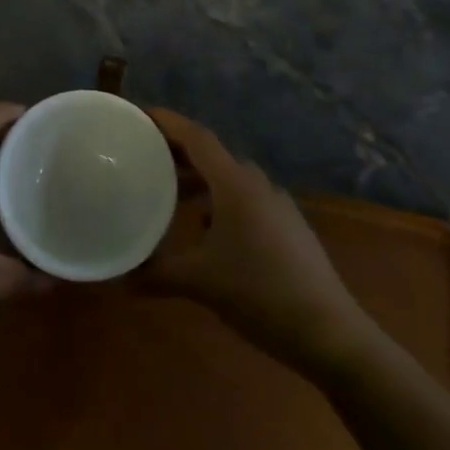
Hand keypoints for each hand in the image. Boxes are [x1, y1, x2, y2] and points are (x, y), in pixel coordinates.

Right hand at [141, 109, 380, 368]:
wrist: (330, 334)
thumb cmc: (260, 294)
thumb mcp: (199, 283)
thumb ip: (156, 274)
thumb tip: (119, 277)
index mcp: (236, 185)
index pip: (196, 137)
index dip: (167, 122)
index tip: (139, 115)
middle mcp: (258, 185)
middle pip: (212, 155)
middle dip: (178, 152)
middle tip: (144, 156)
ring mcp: (278, 206)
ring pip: (230, 179)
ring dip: (199, 180)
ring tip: (169, 194)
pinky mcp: (288, 228)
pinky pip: (245, 200)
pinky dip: (219, 202)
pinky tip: (205, 231)